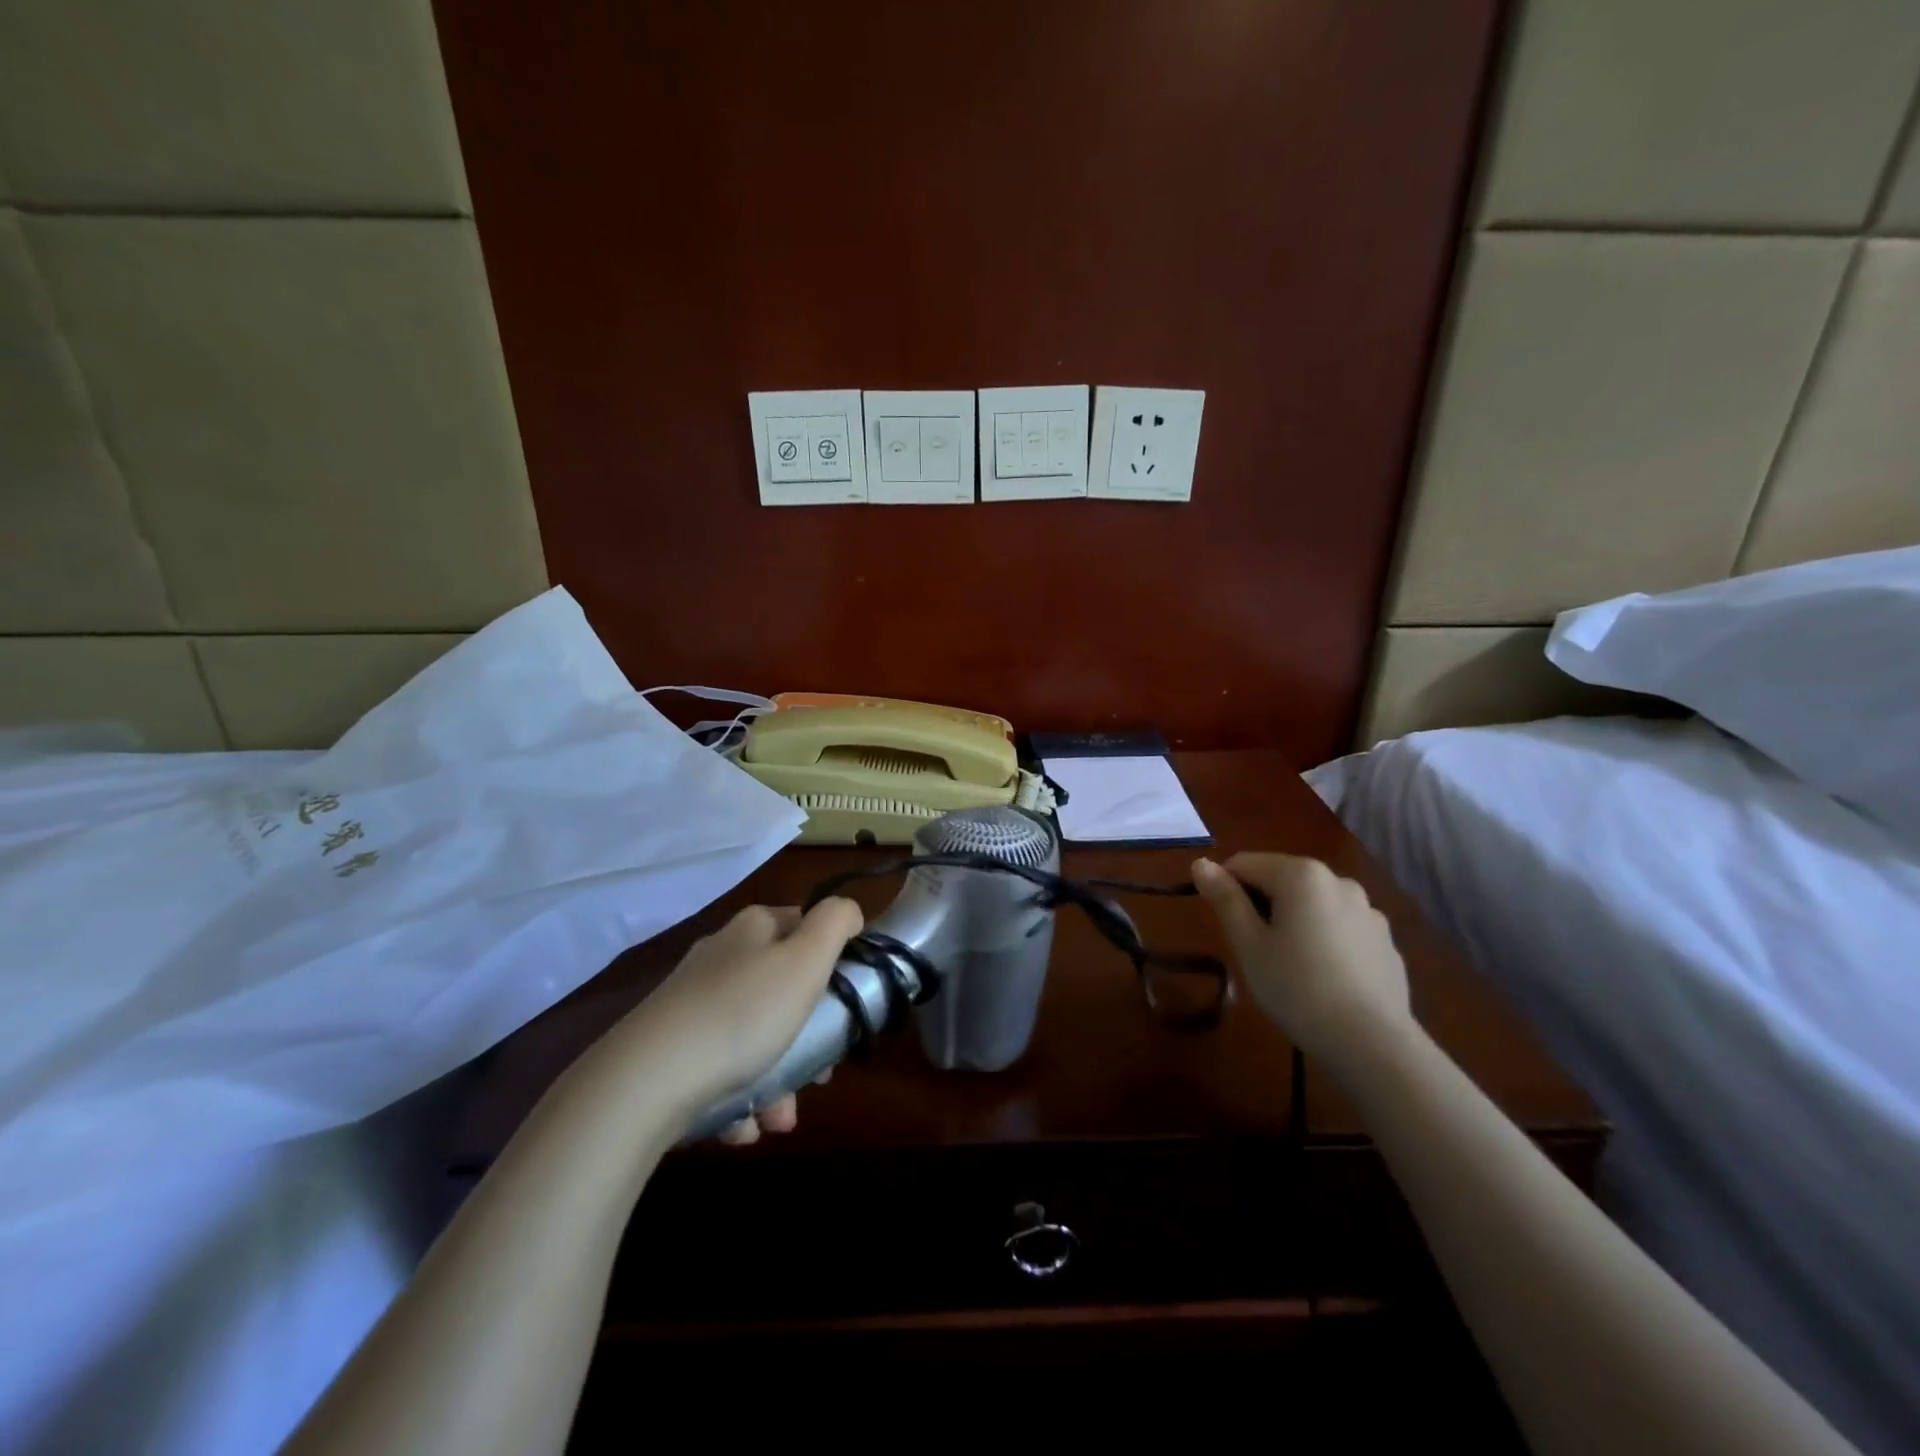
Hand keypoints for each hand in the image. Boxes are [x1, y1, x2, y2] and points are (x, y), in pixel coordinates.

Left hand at [610, 898, 863, 1134]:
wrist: (643, 1084)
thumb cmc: (742, 1014)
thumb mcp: (805, 960)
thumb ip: (835, 923)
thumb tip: (849, 910)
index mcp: (754, 928)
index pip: (805, 927)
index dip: (832, 963)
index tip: (844, 1007)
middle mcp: (721, 957)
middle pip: (783, 990)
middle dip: (806, 1038)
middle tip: (818, 1075)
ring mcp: (691, 1003)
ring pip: (754, 1036)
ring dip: (777, 1079)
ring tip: (779, 1117)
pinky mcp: (669, 1048)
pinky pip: (720, 1068)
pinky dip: (739, 1097)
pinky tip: (743, 1125)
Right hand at [1192, 854, 1411, 1066]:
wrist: (1373, 1045)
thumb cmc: (1297, 989)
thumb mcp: (1248, 945)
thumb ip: (1225, 899)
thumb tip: (1201, 863)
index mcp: (1301, 875)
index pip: (1244, 864)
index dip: (1226, 890)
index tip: (1227, 929)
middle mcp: (1338, 880)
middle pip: (1282, 879)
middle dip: (1262, 906)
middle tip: (1256, 952)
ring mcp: (1368, 910)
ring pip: (1313, 904)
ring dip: (1295, 921)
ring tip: (1292, 968)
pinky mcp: (1385, 941)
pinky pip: (1341, 928)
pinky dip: (1326, 940)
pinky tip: (1325, 979)